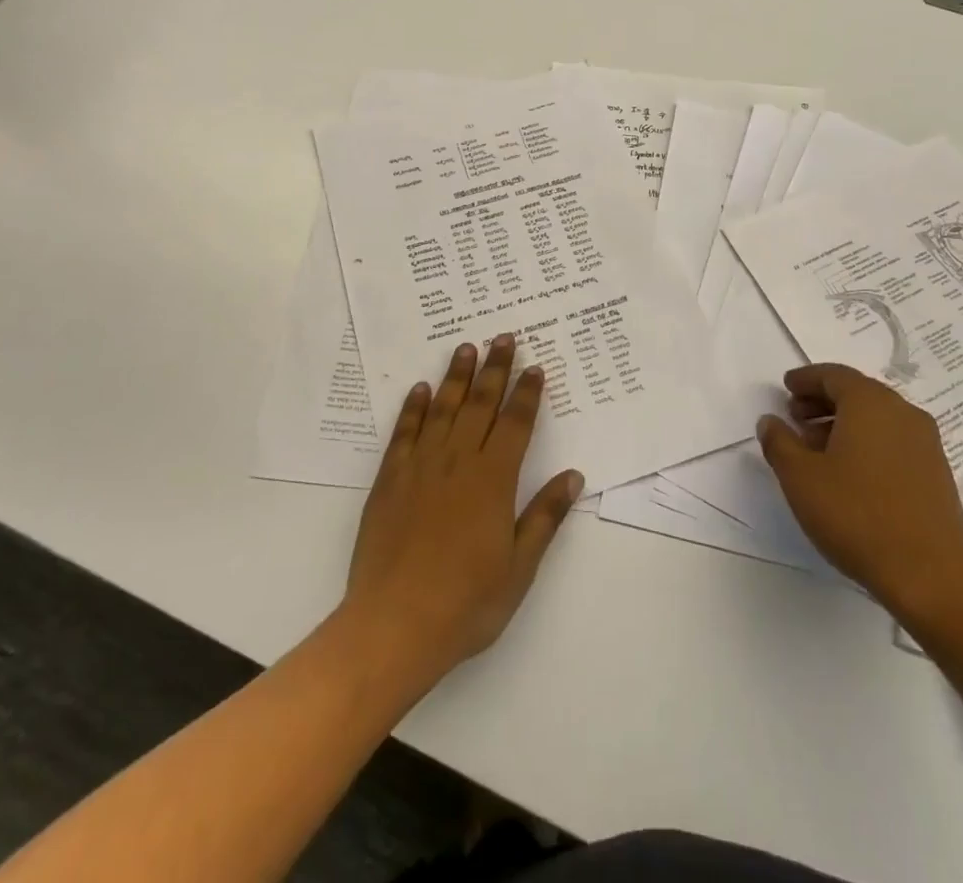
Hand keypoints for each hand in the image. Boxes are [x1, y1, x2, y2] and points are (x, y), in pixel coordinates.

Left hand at [341, 335, 581, 689]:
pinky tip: (420, 390)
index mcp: (493, 480)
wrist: (394, 625)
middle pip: (480, 404)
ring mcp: (420, 467)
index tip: (535, 366)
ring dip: (456, 376)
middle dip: (494, 369)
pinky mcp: (389, 480)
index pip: (515, 423)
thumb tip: (573, 475)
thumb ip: (545, 516)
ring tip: (466, 348)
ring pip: (442, 409)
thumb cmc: (466, 602)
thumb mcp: (519, 567)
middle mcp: (458, 461)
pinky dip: (413, 408)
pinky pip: (404, 433)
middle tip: (502, 337)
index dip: (527, 393)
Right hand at [758, 363, 962, 628]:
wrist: (931, 576)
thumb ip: (779, 442)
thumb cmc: (857, 515)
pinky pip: (893, 440)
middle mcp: (901, 412)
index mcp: (869, 402)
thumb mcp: (800, 477)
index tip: (786, 387)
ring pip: (876, 418)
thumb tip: (771, 421)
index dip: (806, 379)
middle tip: (795, 417)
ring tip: (815, 449)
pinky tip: (848, 472)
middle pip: (857, 392)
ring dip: (843, 423)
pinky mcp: (935, 472)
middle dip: (822, 400)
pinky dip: (866, 442)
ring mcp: (924, 443)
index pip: (833, 375)